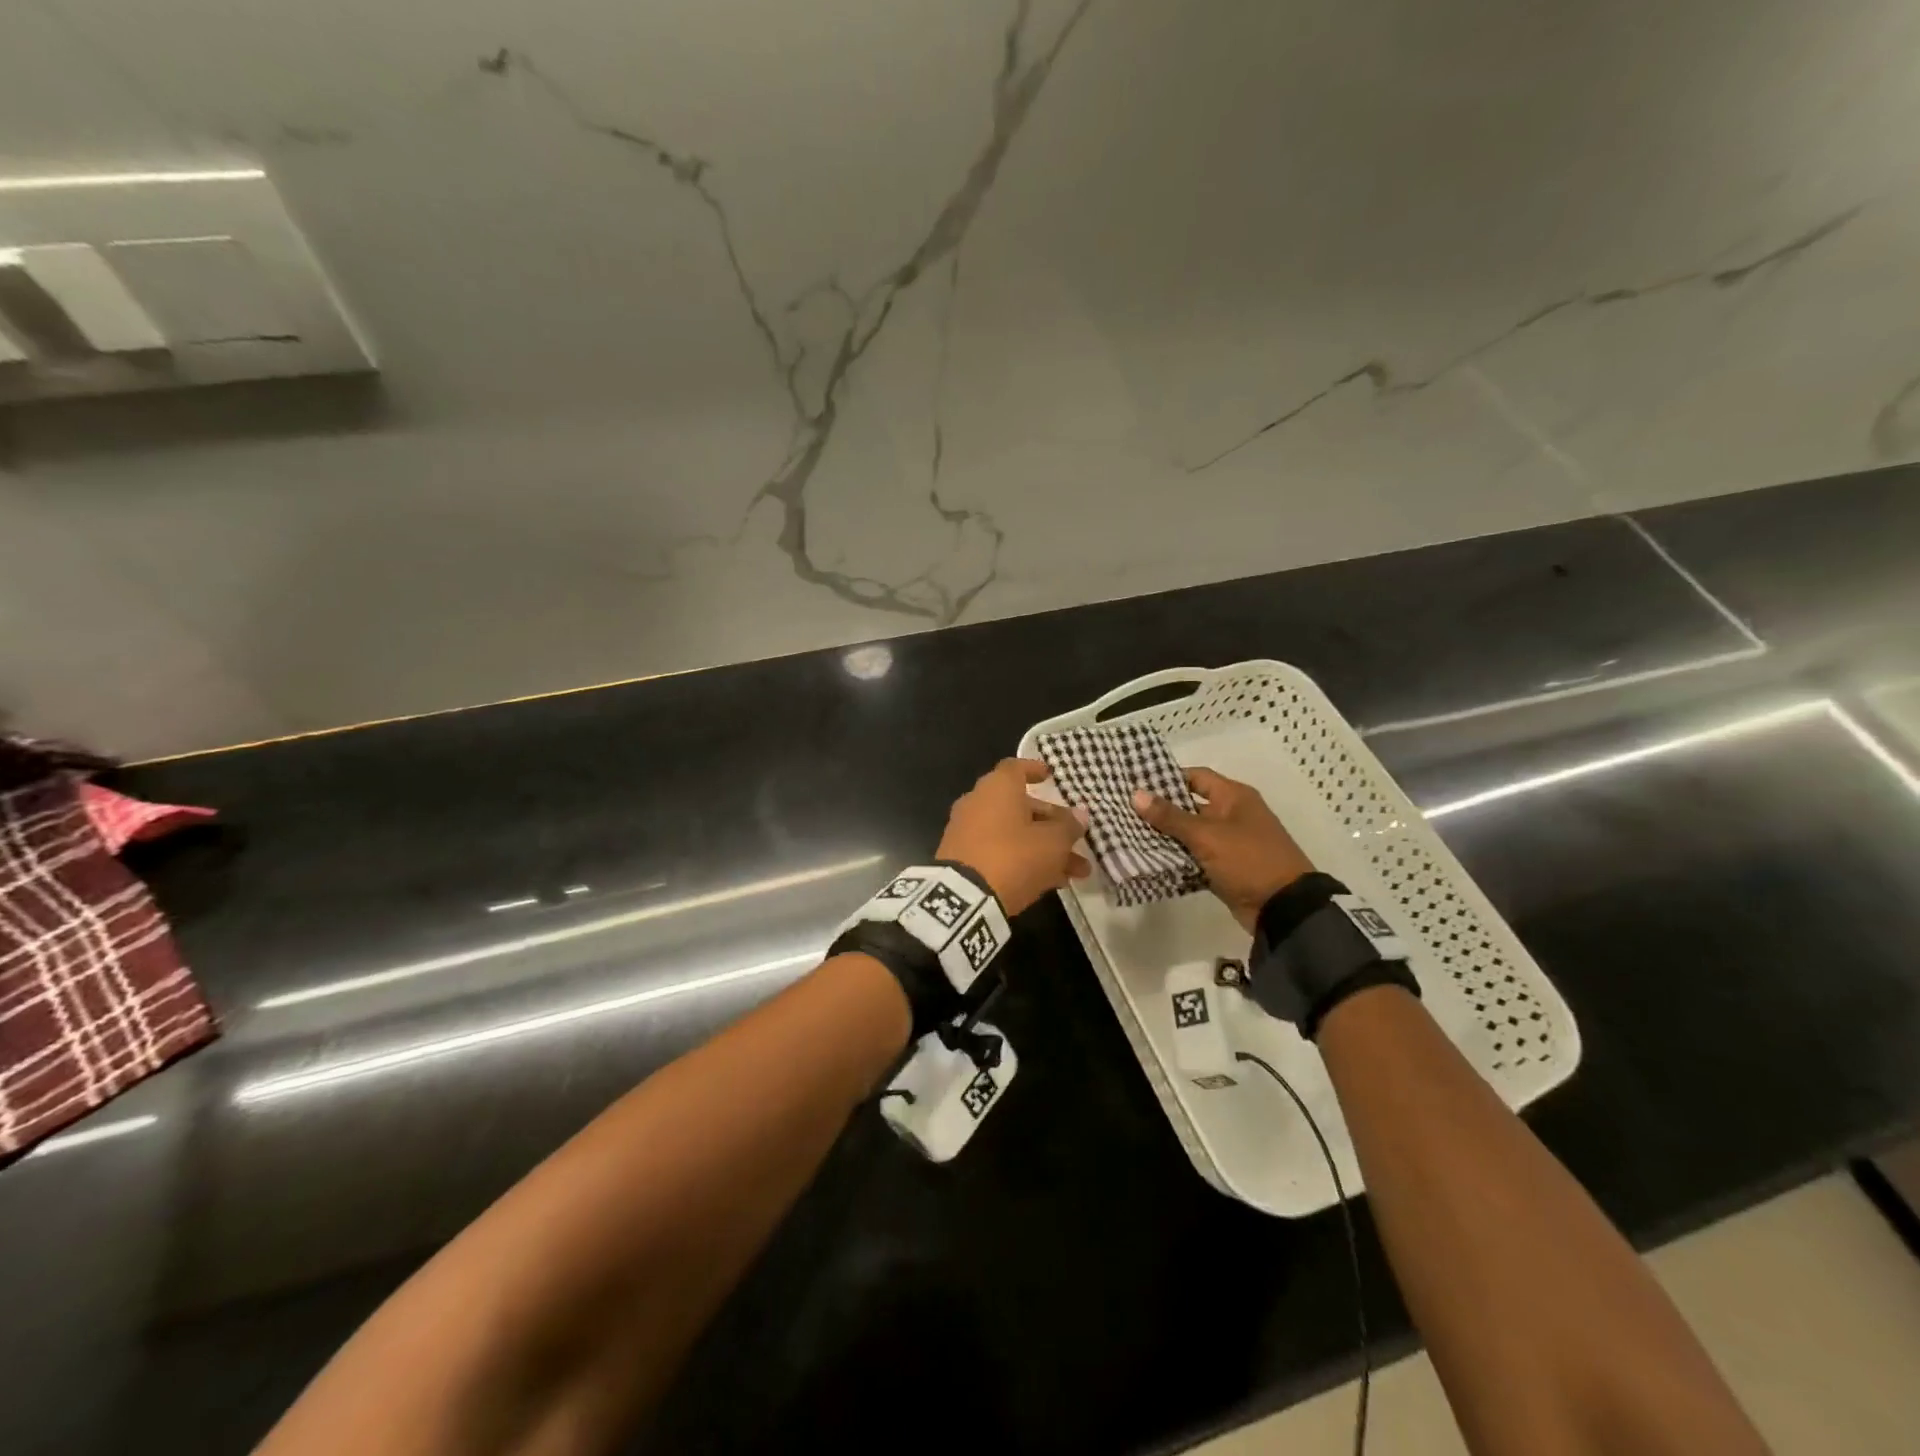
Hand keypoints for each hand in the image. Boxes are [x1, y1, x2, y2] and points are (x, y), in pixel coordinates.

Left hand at [936, 759, 1090, 914]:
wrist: (964, 898)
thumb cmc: (1014, 856)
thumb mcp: (1052, 842)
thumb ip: (1068, 827)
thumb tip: (1079, 816)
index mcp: (998, 788)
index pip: (1016, 768)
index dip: (1034, 770)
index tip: (1050, 776)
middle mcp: (978, 802)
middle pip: (1020, 806)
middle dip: (1052, 823)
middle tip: (1076, 839)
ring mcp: (967, 831)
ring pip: (1014, 833)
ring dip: (1044, 848)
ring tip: (1078, 871)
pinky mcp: (962, 858)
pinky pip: (999, 851)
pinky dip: (1023, 860)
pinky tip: (1052, 882)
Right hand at [1132, 767, 1314, 931]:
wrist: (1284, 908)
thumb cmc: (1248, 860)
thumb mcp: (1207, 835)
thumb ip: (1170, 816)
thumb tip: (1136, 794)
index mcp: (1234, 797)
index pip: (1195, 777)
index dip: (1167, 778)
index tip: (1137, 784)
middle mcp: (1232, 815)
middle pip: (1189, 805)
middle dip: (1160, 810)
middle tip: (1125, 810)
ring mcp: (1229, 843)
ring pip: (1190, 833)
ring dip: (1165, 836)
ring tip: (1128, 834)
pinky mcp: (1224, 867)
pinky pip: (1195, 857)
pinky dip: (1176, 858)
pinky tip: (1148, 860)